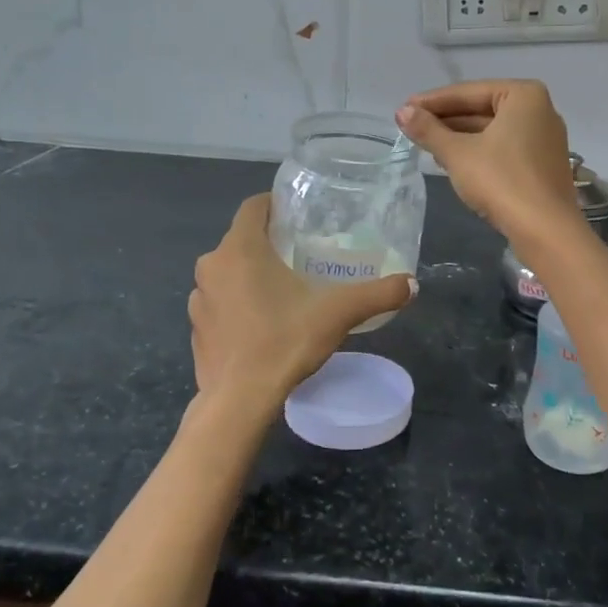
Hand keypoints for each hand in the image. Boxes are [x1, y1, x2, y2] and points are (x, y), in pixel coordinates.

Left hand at [187, 194, 415, 421]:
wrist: (239, 402)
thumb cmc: (284, 341)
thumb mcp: (338, 313)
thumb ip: (377, 294)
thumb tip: (412, 284)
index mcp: (240, 249)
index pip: (253, 206)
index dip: (275, 204)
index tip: (299, 215)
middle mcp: (212, 266)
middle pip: (242, 240)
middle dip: (269, 242)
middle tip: (302, 253)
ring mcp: (198, 300)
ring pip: (228, 273)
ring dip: (251, 275)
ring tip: (284, 289)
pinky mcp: (195, 330)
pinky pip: (220, 304)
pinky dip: (238, 305)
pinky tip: (263, 323)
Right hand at [395, 81, 581, 245]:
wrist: (545, 231)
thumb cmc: (501, 180)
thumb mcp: (458, 153)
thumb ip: (429, 130)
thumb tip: (402, 112)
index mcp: (524, 95)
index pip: (468, 92)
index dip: (432, 102)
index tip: (403, 109)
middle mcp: (540, 110)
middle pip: (482, 109)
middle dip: (446, 119)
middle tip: (410, 126)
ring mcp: (544, 139)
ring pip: (492, 130)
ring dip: (459, 136)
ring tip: (424, 143)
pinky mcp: (542, 164)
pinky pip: (504, 148)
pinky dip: (478, 151)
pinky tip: (452, 160)